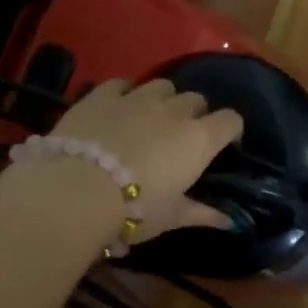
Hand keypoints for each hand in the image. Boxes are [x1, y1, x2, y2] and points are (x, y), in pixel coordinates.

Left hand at [47, 78, 244, 240]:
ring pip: (163, 85)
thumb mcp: (172, 217)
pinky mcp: (103, 95)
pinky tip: (118, 109)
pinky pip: (122, 84)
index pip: (230, 121)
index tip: (224, 145)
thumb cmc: (135, 210)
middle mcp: (174, 111)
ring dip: (163, 99)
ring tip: (152, 119)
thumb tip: (231, 223)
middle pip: (196, 100)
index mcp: (199, 140)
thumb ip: (203, 214)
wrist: (77, 192)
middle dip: (195, 114)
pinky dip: (126, 94)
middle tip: (182, 138)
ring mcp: (138, 98)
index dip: (230, 130)